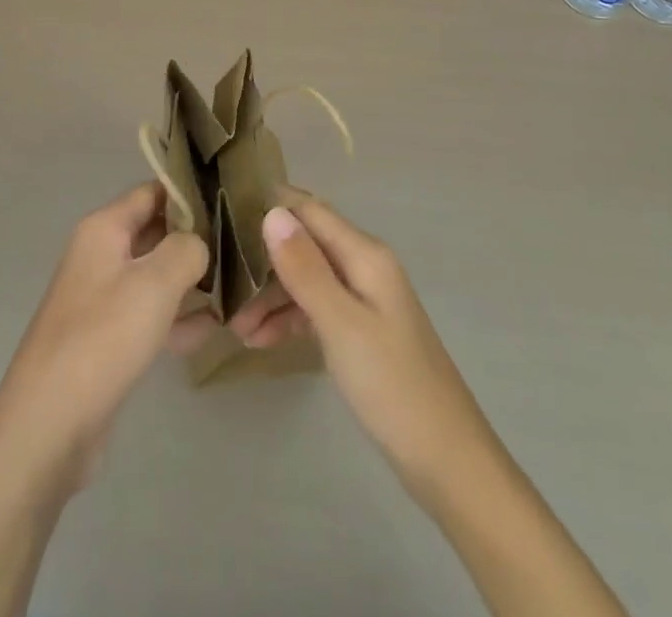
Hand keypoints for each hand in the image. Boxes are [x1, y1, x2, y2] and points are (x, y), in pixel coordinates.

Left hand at [0, 182, 212, 492]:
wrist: (49, 426)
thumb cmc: (103, 338)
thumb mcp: (155, 284)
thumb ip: (186, 250)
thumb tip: (198, 244)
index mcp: (104, 229)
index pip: (152, 192)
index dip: (190, 193)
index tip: (233, 201)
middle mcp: (100, 255)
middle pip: (155, 232)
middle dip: (196, 240)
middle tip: (242, 247)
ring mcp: (101, 298)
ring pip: (155, 276)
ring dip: (191, 281)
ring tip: (236, 288)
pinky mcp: (107, 339)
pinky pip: (149, 315)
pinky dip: (177, 318)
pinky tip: (212, 330)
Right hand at [229, 197, 495, 506]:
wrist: (449, 465)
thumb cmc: (393, 387)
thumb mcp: (341, 325)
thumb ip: (305, 268)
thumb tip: (271, 211)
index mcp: (365, 254)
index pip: (308, 210)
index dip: (268, 207)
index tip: (222, 217)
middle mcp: (364, 266)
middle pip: (304, 244)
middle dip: (262, 261)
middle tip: (222, 287)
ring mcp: (363, 299)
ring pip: (306, 278)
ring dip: (271, 296)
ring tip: (236, 326)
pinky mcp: (361, 331)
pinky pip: (316, 309)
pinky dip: (289, 319)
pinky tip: (260, 340)